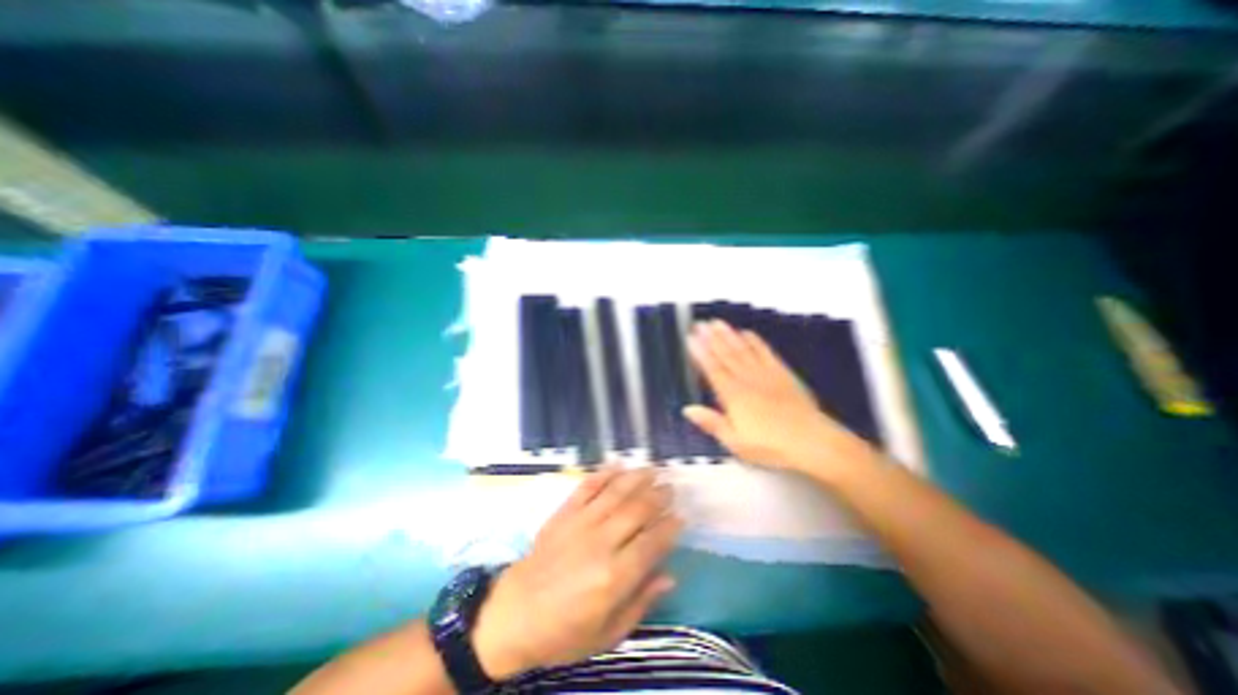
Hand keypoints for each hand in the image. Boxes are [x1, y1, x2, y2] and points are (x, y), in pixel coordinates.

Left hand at [475, 468, 687, 679]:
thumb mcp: (607, 633)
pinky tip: (617, 465)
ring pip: (615, 493)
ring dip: (637, 478)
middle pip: (637, 511)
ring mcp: (580, 523)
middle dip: (658, 496)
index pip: (651, 542)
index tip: (681, 516)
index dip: (670, 527)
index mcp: (613, 577)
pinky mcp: (564, 513)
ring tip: (653, 470)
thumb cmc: (564, 631)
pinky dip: (603, 473)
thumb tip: (669, 576)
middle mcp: (600, 543)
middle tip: (671, 487)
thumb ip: (640, 602)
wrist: (515, 614)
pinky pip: (587, 487)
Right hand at [682, 320, 872, 482]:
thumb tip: (688, 409)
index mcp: (733, 396)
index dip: (700, 353)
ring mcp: (766, 374)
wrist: (812, 442)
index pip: (713, 369)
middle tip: (700, 324)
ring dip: (729, 335)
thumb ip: (711, 423)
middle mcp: (747, 380)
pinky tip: (747, 333)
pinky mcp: (782, 373)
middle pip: (726, 355)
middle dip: (711, 338)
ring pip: (743, 350)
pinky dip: (755, 341)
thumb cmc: (771, 446)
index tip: (691, 338)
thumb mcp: (736, 442)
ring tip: (717, 322)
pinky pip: (766, 352)